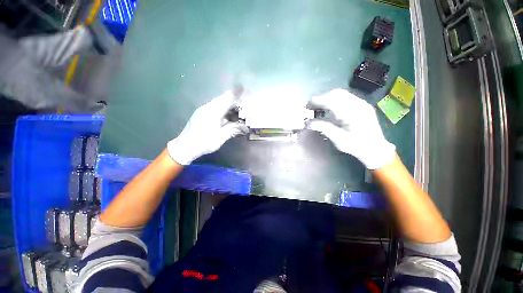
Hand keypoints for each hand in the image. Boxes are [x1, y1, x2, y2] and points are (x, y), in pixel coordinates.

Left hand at [167, 91, 247, 164]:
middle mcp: (208, 108)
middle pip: (223, 100)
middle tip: (243, 106)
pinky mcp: (202, 114)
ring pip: (219, 104)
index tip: (242, 87)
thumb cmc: (204, 142)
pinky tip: (228, 116)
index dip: (235, 93)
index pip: (226, 99)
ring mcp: (204, 110)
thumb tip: (245, 127)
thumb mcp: (221, 137)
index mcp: (212, 112)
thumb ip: (233, 129)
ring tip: (238, 111)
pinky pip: (215, 108)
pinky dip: (224, 110)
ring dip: (229, 106)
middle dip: (234, 101)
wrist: (185, 147)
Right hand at [307, 89, 394, 169]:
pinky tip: (329, 108)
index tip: (307, 105)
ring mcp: (361, 103)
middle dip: (322, 98)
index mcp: (352, 113)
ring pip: (341, 94)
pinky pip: (345, 97)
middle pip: (336, 93)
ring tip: (318, 107)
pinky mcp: (361, 105)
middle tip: (312, 106)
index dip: (318, 100)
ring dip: (327, 98)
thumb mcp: (338, 138)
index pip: (332, 100)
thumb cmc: (356, 145)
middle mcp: (358, 104)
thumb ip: (323, 128)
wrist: (375, 148)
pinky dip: (334, 100)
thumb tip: (308, 122)